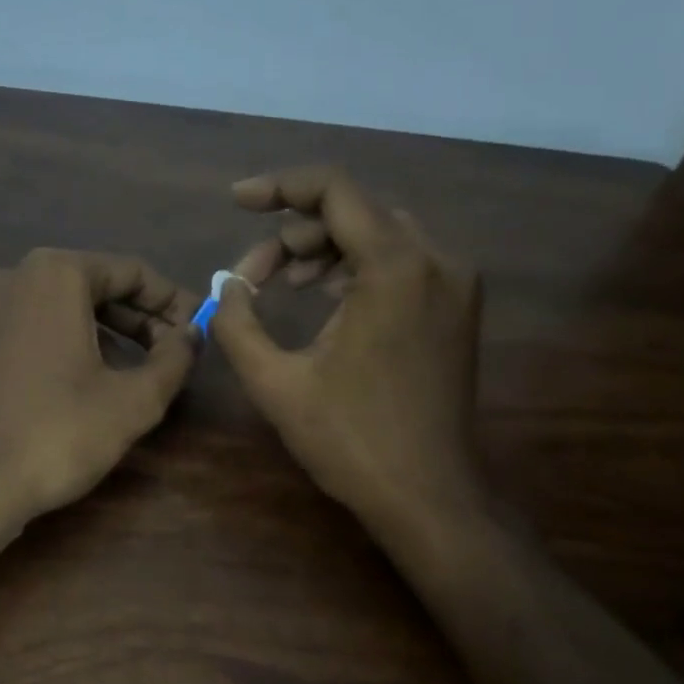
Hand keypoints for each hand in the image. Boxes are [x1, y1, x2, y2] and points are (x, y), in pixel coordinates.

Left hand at [0, 248, 201, 522]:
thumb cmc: (58, 434)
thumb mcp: (135, 401)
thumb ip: (174, 358)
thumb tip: (190, 335)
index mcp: (53, 275)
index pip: (129, 272)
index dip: (171, 301)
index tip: (195, 329)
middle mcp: (5, 277)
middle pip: (85, 287)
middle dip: (131, 318)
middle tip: (164, 353)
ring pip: (46, 310)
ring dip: (89, 333)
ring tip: (117, 373)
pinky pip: (10, 336)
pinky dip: (43, 350)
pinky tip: (57, 390)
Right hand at [210, 167, 488, 530]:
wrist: (428, 496)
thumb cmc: (351, 441)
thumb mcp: (275, 383)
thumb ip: (237, 324)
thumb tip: (225, 287)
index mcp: (396, 267)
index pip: (334, 191)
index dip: (279, 187)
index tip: (236, 201)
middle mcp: (437, 259)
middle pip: (357, 209)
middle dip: (298, 231)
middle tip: (255, 274)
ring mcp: (456, 282)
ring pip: (381, 232)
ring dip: (327, 247)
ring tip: (286, 283)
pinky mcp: (457, 306)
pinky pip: (403, 260)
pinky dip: (359, 266)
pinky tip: (327, 297)